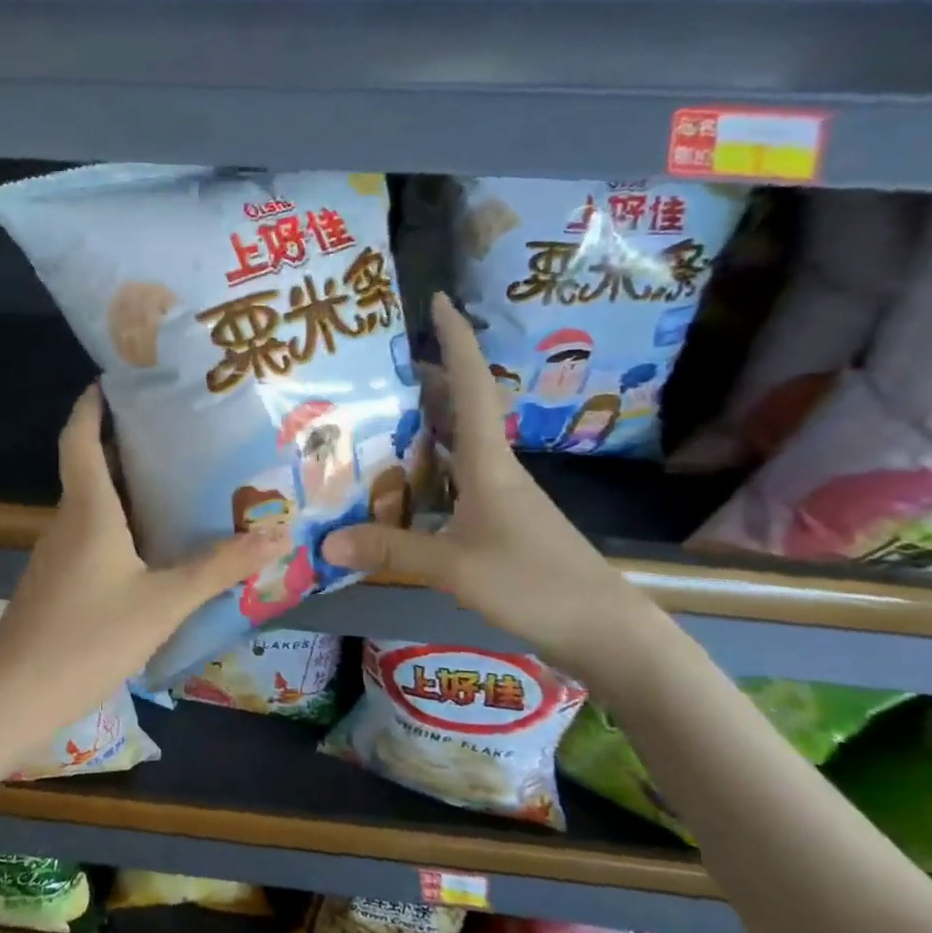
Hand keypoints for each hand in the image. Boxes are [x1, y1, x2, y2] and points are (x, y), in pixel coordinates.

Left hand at [0, 383, 283, 728]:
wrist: (17, 695)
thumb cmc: (89, 637)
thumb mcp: (164, 602)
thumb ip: (218, 568)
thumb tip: (276, 535)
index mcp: (88, 509)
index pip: (80, 437)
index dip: (92, 404)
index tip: (117, 379)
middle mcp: (68, 521)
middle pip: (90, 466)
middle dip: (125, 443)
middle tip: (178, 431)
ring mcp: (58, 553)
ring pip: (92, 505)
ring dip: (125, 488)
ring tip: (177, 482)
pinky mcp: (57, 582)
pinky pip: (91, 537)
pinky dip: (120, 526)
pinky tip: (151, 547)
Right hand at [324, 292, 650, 677]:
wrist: (604, 632)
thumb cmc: (536, 584)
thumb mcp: (456, 567)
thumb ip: (392, 551)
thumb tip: (327, 541)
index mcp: (489, 463)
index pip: (473, 385)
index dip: (456, 340)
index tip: (438, 300)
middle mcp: (494, 470)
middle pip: (461, 409)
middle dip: (425, 379)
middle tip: (376, 367)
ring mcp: (498, 499)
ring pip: (454, 447)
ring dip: (422, 426)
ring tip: (373, 418)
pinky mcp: (496, 527)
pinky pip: (451, 484)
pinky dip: (423, 473)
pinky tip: (396, 488)